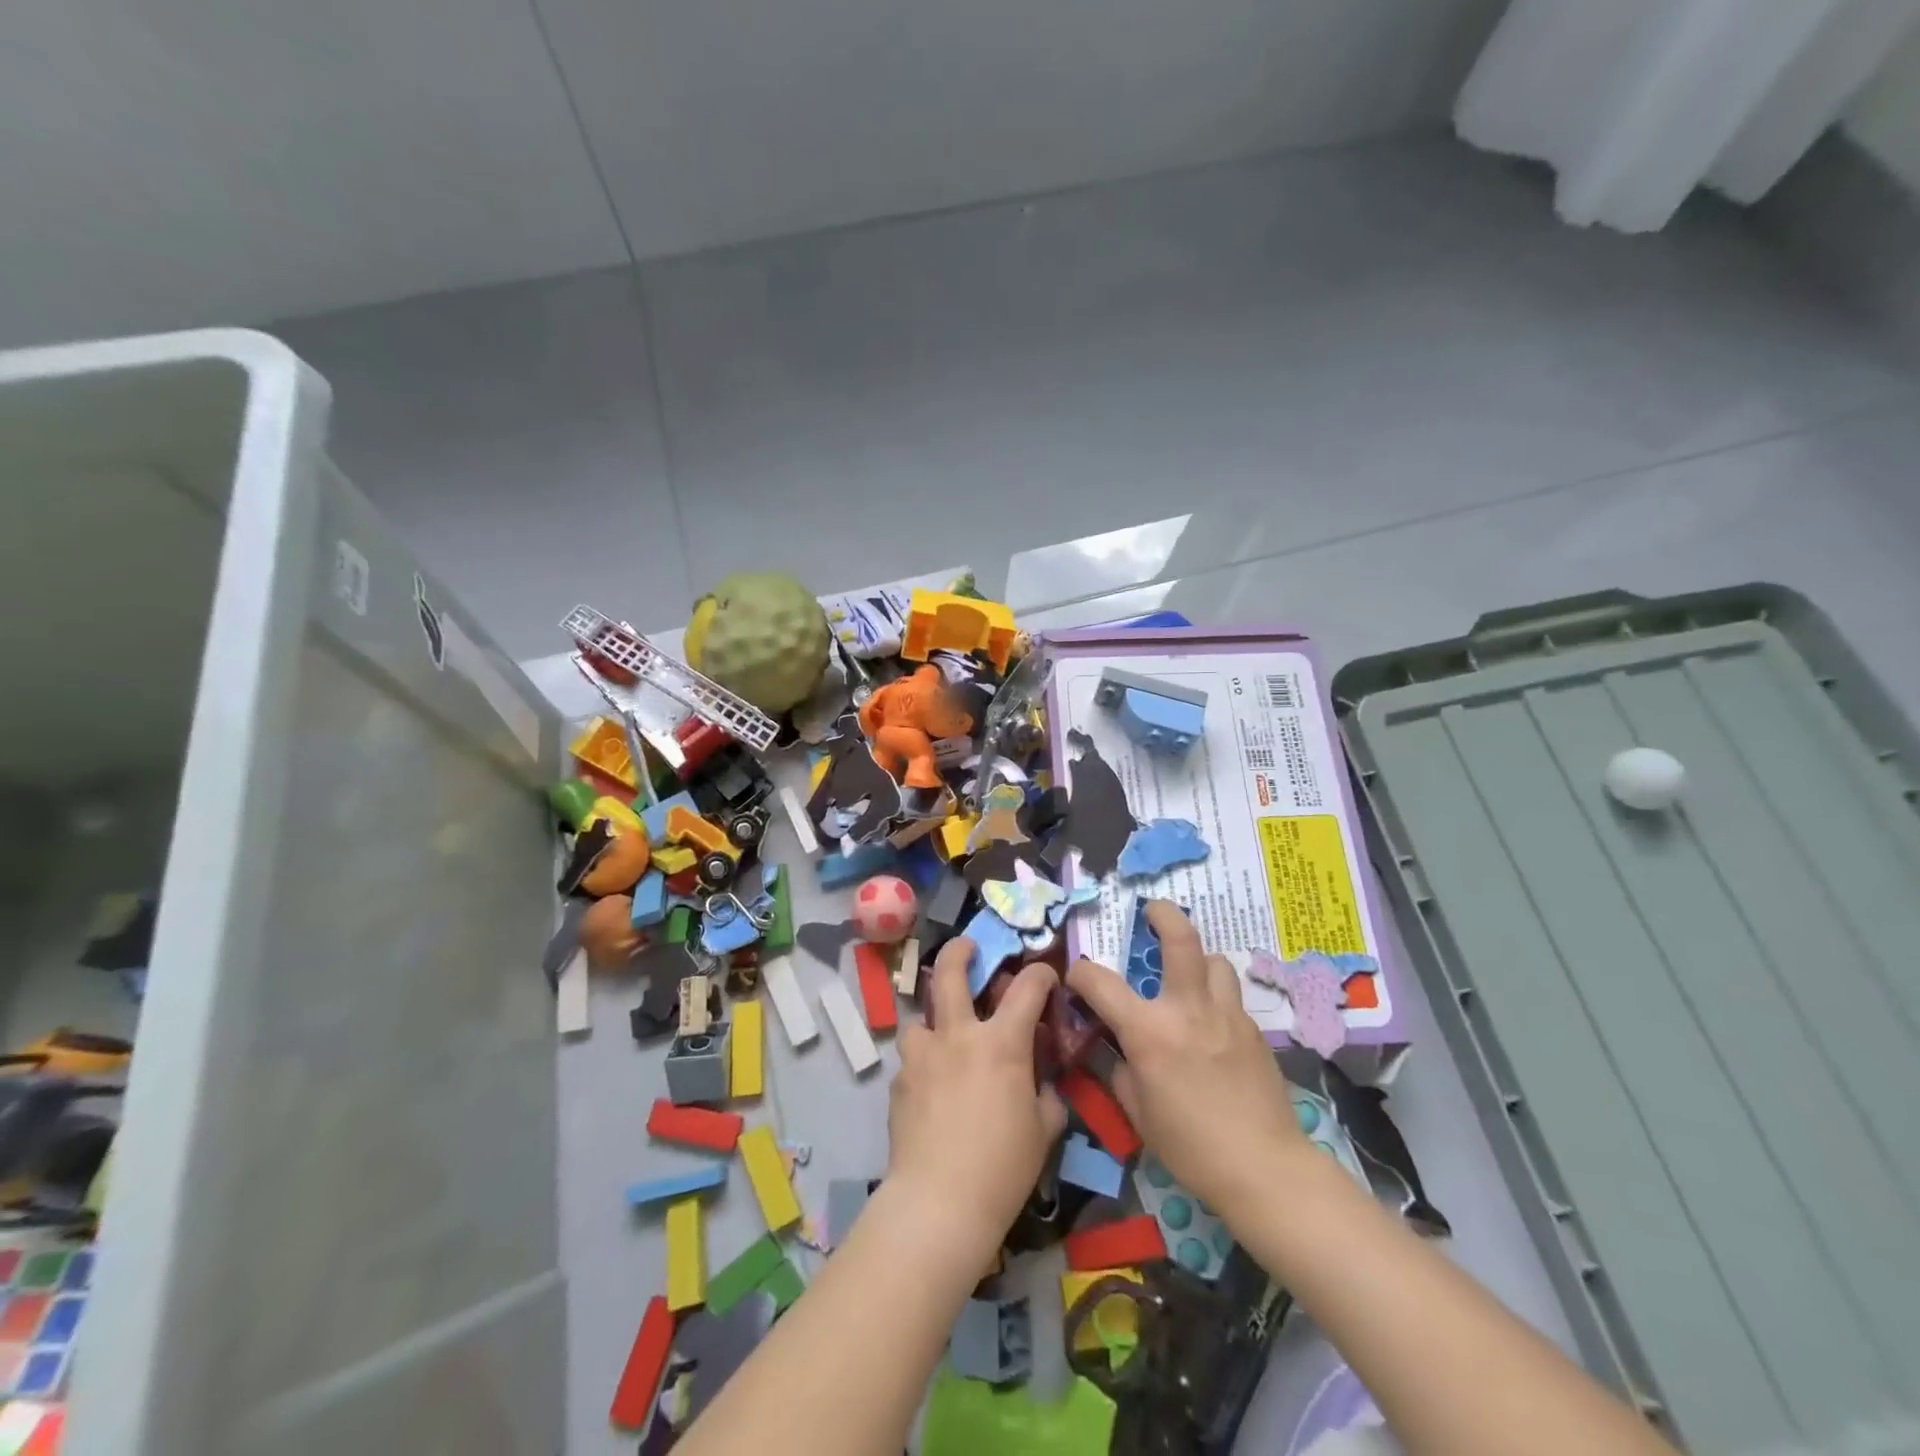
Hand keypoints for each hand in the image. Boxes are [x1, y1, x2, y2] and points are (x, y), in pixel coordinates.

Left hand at [885, 941, 1067, 1259]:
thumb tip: (1043, 1081)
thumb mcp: (1043, 1130)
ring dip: (933, 1020)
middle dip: (959, 951)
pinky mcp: (898, 1081)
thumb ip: (1046, 1094)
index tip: (1046, 976)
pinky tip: (930, 1090)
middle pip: (949, 972)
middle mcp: (958, 1035)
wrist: (939, 1202)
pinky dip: (923, 1064)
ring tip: (941, 1039)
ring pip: (919, 1016)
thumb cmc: (1003, 1166)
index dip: (1040, 975)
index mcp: (1001, 1042)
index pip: (1027, 988)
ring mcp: (922, 1055)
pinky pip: (911, 1059)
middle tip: (966, 948)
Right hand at [1067, 901, 1307, 1219]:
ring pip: (1215, 961)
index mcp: (1149, 1031)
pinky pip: (1231, 997)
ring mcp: (1226, 1015)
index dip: (1080, 973)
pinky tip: (1212, 1026)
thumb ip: (1118, 1068)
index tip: (1075, 977)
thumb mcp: (1137, 1110)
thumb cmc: (1190, 1145)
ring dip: (1198, 961)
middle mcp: (1188, 1009)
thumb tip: (1110, 1044)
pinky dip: (1216, 998)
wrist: (1263, 1168)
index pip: (1100, 981)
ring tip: (1188, 978)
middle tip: (1153, 910)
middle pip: (1181, 939)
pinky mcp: (1254, 1029)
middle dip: (1164, 914)